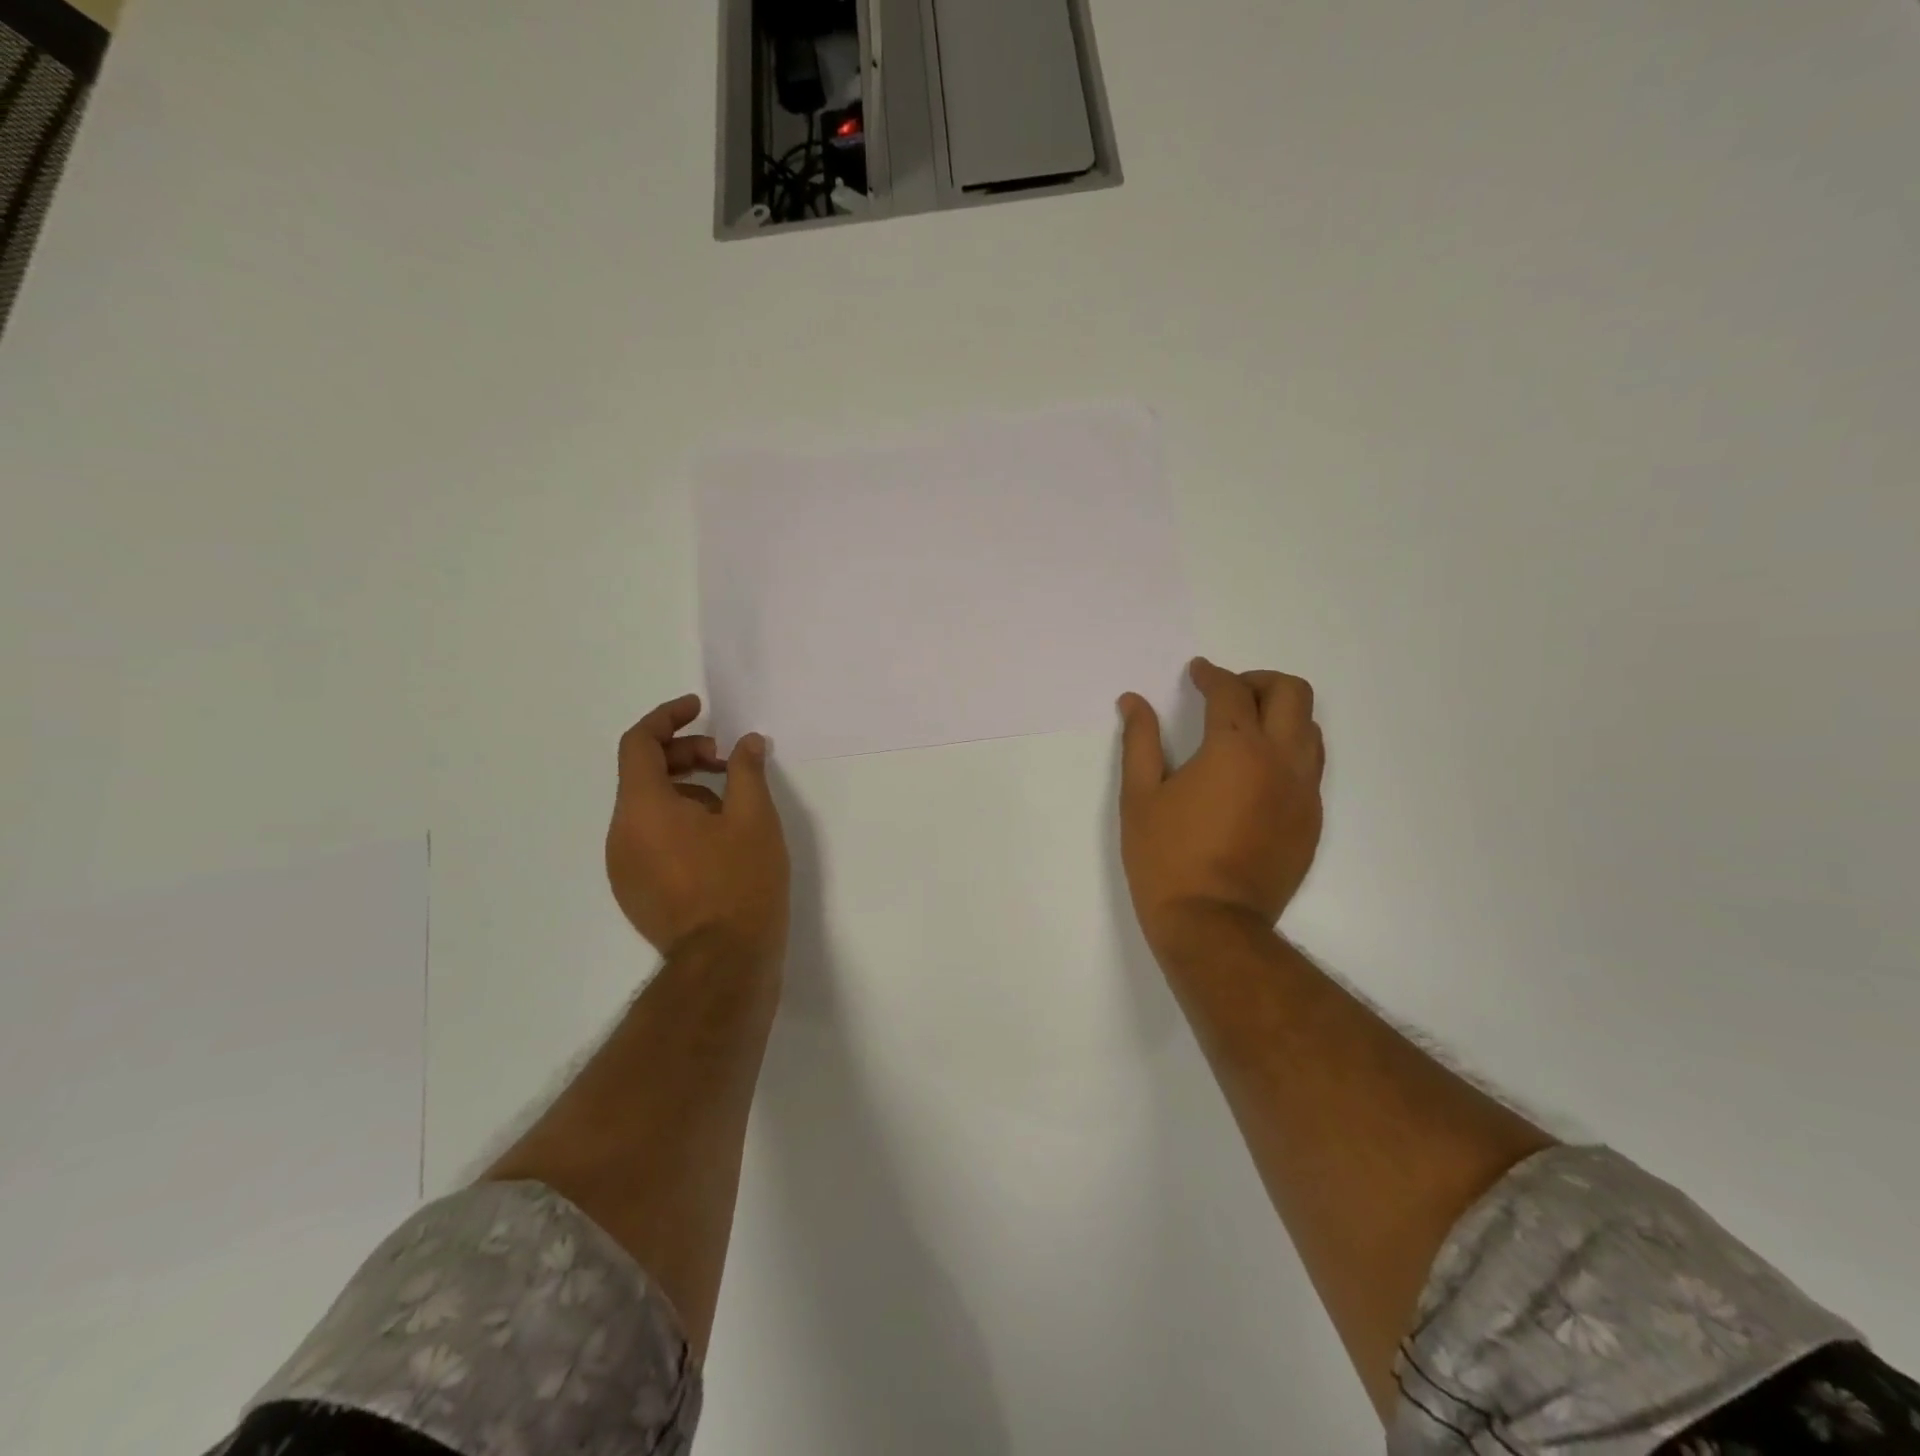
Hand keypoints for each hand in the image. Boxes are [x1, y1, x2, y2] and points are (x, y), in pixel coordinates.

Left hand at [606, 694, 789, 967]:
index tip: (699, 709)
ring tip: (732, 806)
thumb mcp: (755, 818)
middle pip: (643, 774)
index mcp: (642, 808)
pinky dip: (677, 822)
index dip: (667, 718)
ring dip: (685, 791)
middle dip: (685, 756)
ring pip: (648, 808)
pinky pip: (649, 838)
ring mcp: (623, 866)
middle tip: (728, 762)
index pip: (638, 743)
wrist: (724, 963)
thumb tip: (746, 742)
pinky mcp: (634, 890)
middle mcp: (621, 833)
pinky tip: (717, 840)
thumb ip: (747, 770)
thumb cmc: (741, 882)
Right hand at [1117, 658, 1324, 963]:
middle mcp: (1280, 760)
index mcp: (1235, 749)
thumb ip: (1140, 741)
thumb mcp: (1140, 796)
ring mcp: (1303, 791)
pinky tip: (1257, 772)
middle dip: (1258, 681)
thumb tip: (1133, 701)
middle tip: (1228, 693)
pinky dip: (1288, 750)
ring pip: (1310, 727)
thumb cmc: (1166, 857)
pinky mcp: (1311, 819)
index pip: (1231, 690)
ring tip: (1246, 729)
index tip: (1196, 673)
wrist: (1212, 923)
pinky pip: (1310, 766)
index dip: (1211, 675)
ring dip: (1281, 714)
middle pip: (1291, 692)